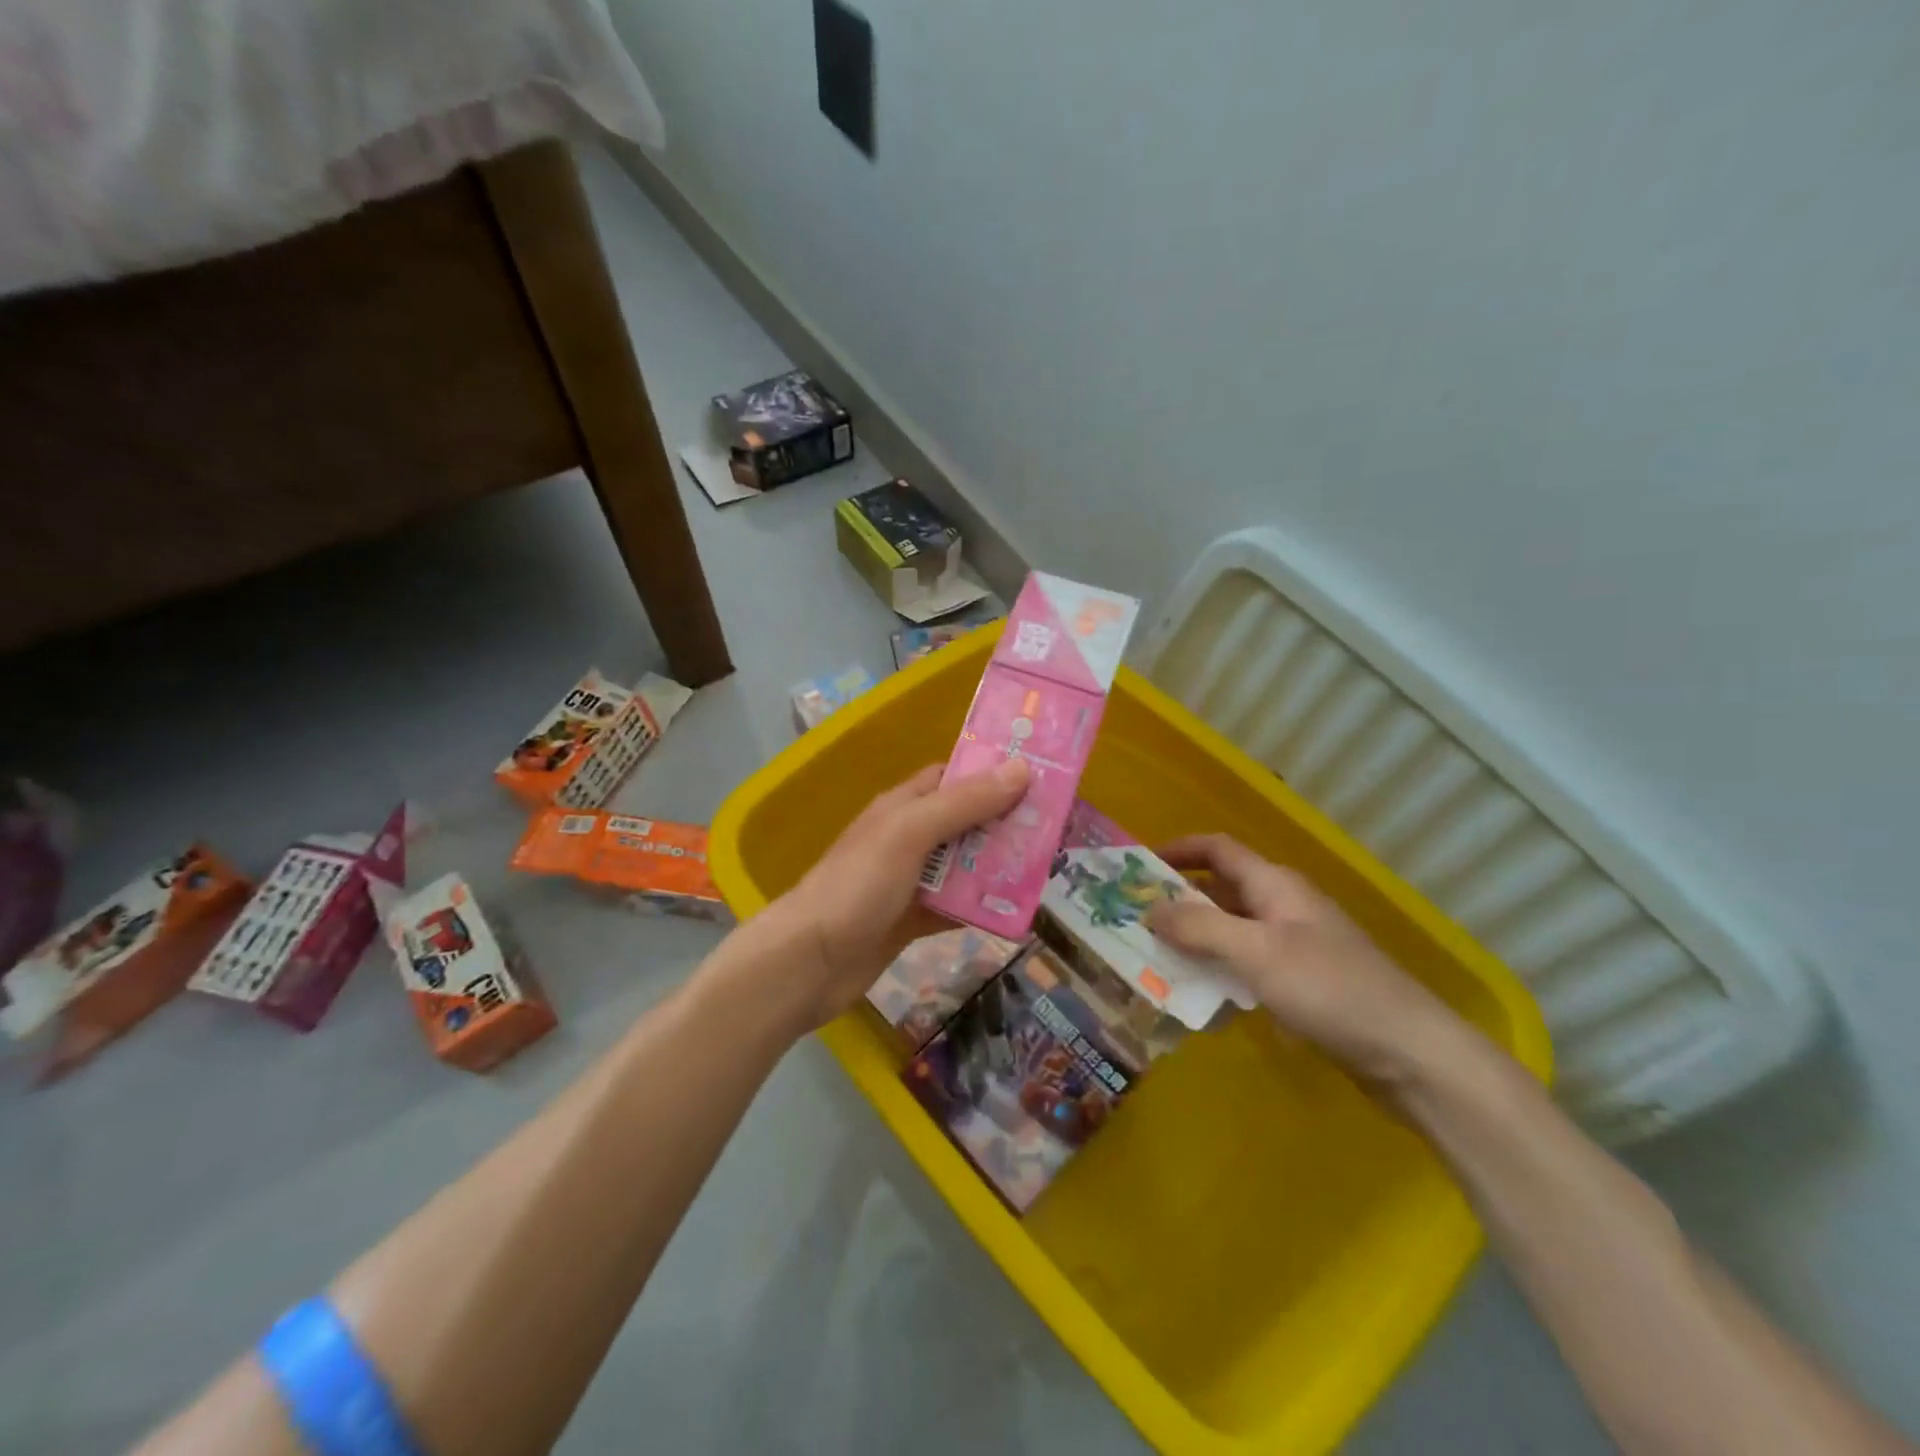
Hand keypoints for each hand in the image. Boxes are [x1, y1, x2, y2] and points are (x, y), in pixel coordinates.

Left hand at [752, 759, 1030, 1031]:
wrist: (809, 962)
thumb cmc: (857, 886)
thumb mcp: (911, 833)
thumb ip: (964, 803)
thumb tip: (1021, 769)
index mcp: (903, 806)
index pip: (953, 777)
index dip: (992, 774)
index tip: (1038, 778)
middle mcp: (908, 838)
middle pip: (966, 822)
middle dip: (1006, 824)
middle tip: (1054, 830)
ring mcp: (910, 881)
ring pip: (964, 866)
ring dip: (998, 867)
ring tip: (1046, 869)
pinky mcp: (912, 919)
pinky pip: (955, 906)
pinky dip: (980, 908)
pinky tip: (1014, 914)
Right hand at [1148, 834, 1462, 1083]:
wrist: (1410, 1054)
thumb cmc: (1330, 989)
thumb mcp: (1258, 953)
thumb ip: (1200, 927)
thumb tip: (1149, 908)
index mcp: (1275, 885)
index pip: (1218, 849)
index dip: (1178, 849)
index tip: (1138, 866)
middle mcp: (1282, 907)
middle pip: (1220, 890)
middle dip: (1177, 900)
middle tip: (1134, 920)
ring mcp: (1293, 946)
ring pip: (1230, 931)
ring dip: (1194, 940)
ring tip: (1152, 958)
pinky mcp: (1300, 982)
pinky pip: (1245, 965)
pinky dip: (1217, 971)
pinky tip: (1197, 996)